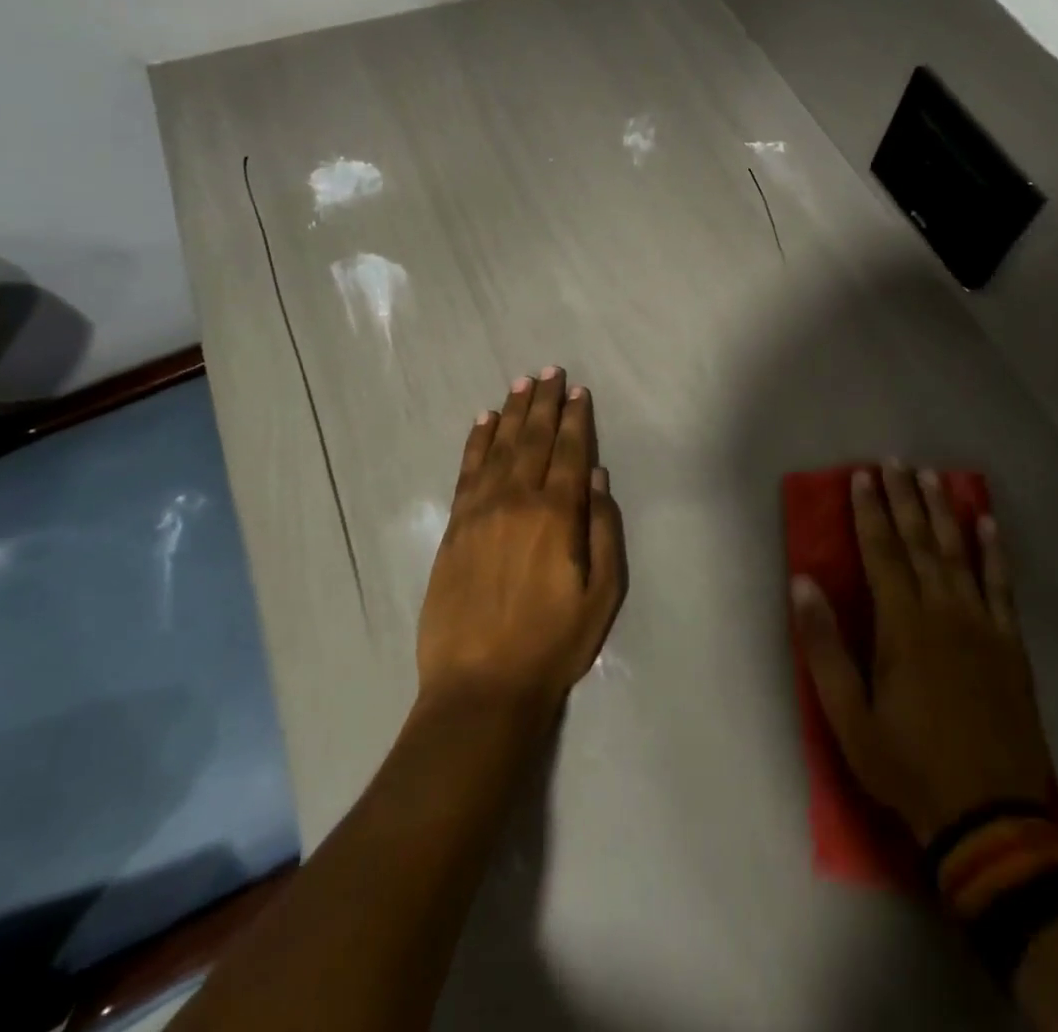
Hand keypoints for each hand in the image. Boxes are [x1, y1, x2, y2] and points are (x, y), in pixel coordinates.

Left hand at [417, 369, 626, 723]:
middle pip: (534, 439)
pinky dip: (477, 442)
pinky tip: (484, 421)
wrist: (480, 686)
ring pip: (500, 447)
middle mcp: (517, 500)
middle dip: (546, 403)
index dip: (577, 419)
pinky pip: (467, 470)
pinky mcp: (454, 526)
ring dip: (513, 412)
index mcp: (557, 514)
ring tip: (522, 384)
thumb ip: (603, 530)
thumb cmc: (552, 644)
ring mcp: (480, 510)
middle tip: (551, 371)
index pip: (571, 452)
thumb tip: (598, 478)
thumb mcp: (602, 595)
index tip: (579, 390)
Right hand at [792, 465, 1056, 844]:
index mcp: (902, 624)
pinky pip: (1002, 585)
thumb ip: (823, 646)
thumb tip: (803, 582)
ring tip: (935, 477)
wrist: (990, 818)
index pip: (881, 551)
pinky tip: (989, 524)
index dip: (869, 511)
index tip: (861, 476)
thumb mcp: (848, 716)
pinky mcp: (1010, 645)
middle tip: (896, 461)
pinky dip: (995, 552)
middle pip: (920, 541)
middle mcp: (944, 611)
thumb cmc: (907, 764)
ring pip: (960, 553)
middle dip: (905, 498)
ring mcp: (982, 625)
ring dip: (945, 512)